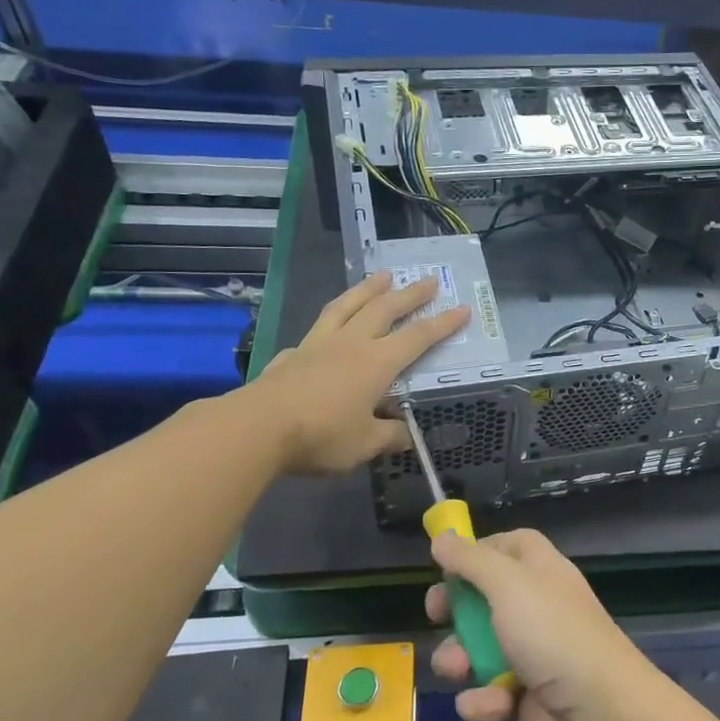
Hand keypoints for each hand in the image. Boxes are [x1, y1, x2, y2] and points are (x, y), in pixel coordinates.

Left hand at [248, 273, 467, 474]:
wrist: (257, 428)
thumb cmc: (321, 435)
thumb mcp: (365, 444)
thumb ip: (389, 436)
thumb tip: (406, 435)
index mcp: (377, 363)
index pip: (418, 338)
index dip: (443, 323)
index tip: (462, 307)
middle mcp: (351, 344)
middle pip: (385, 309)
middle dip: (410, 294)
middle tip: (428, 279)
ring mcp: (318, 344)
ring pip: (347, 306)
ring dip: (368, 289)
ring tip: (381, 275)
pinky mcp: (292, 353)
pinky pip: (318, 329)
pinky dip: (331, 321)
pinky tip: (329, 328)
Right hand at [426, 528, 661, 720]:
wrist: (599, 714)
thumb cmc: (553, 634)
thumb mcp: (509, 585)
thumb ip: (471, 561)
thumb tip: (442, 538)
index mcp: (539, 571)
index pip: (506, 547)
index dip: (476, 552)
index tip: (446, 565)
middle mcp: (533, 607)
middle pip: (480, 598)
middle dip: (453, 610)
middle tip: (436, 615)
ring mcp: (526, 654)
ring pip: (472, 650)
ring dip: (458, 661)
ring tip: (460, 670)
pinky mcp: (519, 698)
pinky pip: (484, 693)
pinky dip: (483, 701)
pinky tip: (495, 706)